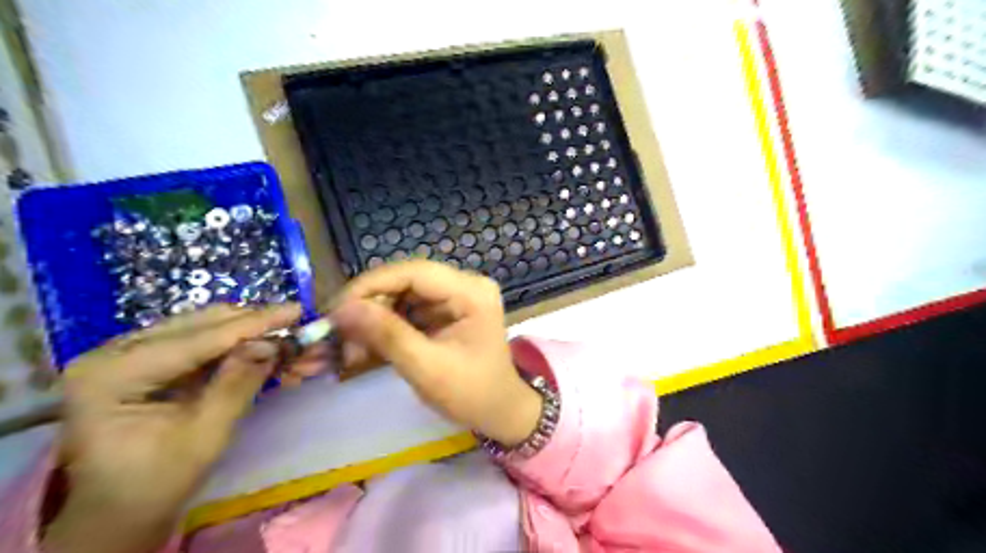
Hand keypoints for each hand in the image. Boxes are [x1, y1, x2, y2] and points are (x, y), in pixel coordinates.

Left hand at [42, 301, 301, 552]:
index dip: (253, 324)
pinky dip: (239, 347)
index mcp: (111, 374)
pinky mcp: (148, 360)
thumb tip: (273, 344)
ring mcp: (129, 353)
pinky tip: (269, 353)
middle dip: (256, 327)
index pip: (197, 339)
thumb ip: (237, 385)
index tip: (297, 310)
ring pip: (206, 328)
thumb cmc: (156, 483)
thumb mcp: (204, 436)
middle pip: (201, 324)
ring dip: (252, 335)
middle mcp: (114, 352)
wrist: (120, 511)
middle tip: (299, 329)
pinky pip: (203, 343)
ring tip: (290, 344)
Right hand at [335, 262, 542, 446]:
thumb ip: (386, 335)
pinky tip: (364, 346)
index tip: (334, 308)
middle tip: (335, 330)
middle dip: (369, 305)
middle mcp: (465, 285)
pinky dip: (385, 327)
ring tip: (346, 345)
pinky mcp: (446, 311)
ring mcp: (456, 297)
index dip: (371, 284)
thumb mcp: (427, 367)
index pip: (415, 272)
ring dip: (373, 318)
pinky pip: (408, 310)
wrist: (499, 412)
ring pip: (402, 295)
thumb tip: (341, 309)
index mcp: (471, 292)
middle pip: (406, 281)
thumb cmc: (471, 394)